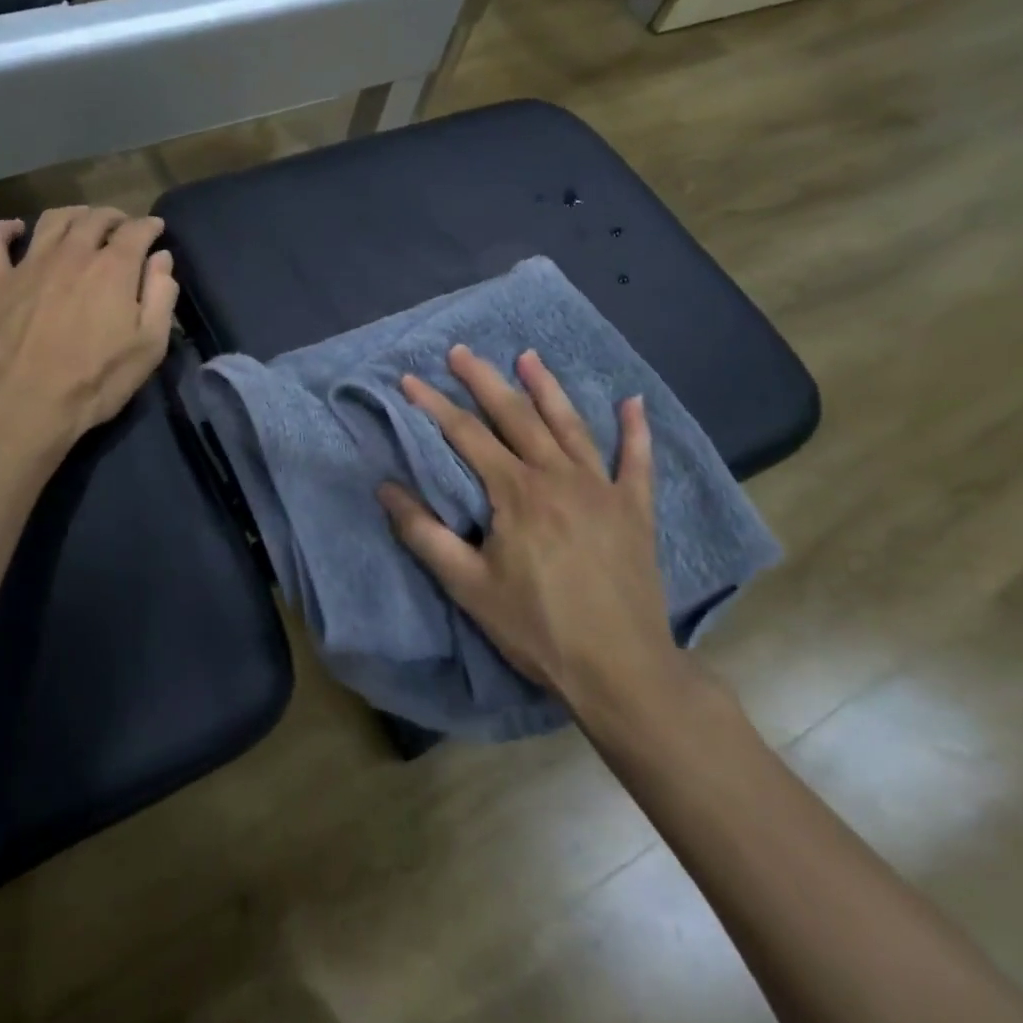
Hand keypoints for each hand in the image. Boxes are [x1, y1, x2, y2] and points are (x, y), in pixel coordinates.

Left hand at [0, 207, 178, 446]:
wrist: (27, 406)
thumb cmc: (96, 381)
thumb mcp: (149, 346)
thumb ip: (161, 296)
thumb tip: (161, 259)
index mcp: (113, 268)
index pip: (136, 230)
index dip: (150, 226)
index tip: (156, 231)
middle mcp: (72, 253)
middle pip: (96, 218)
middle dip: (115, 217)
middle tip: (122, 229)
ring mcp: (29, 265)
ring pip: (53, 220)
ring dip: (73, 215)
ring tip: (82, 223)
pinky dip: (2, 229)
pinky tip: (15, 229)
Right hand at [377, 345, 692, 722]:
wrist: (622, 671)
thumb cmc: (537, 627)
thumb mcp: (467, 585)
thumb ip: (423, 533)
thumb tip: (385, 487)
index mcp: (517, 492)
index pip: (467, 435)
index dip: (434, 405)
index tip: (410, 380)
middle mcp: (559, 477)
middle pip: (516, 416)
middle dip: (484, 380)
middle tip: (461, 351)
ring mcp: (603, 489)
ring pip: (570, 426)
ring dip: (547, 388)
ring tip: (528, 357)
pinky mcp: (635, 510)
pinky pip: (636, 462)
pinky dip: (636, 431)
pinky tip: (633, 401)